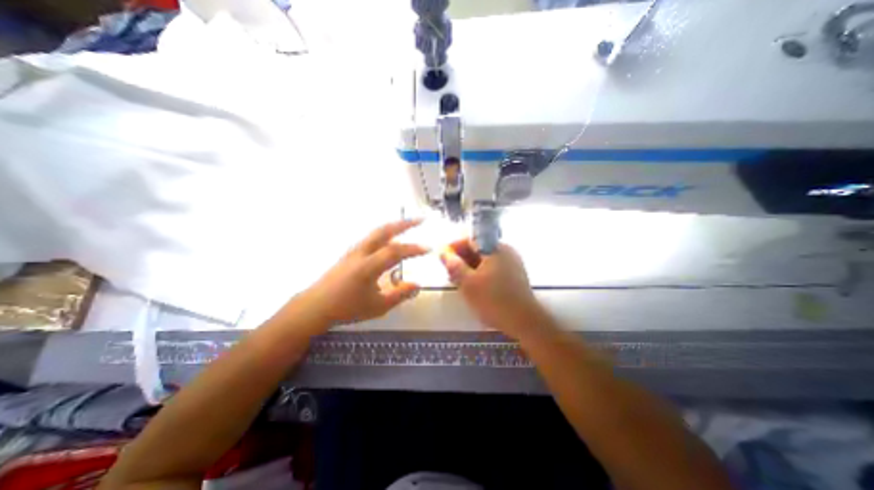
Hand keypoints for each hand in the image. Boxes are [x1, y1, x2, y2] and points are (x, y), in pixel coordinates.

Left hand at [296, 221, 428, 329]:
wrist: (316, 306)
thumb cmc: (347, 308)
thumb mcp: (378, 307)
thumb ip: (400, 294)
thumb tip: (417, 285)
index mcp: (369, 266)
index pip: (396, 252)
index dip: (414, 249)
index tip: (429, 249)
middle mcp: (362, 253)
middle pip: (385, 231)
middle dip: (404, 223)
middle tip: (420, 219)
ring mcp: (354, 250)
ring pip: (377, 231)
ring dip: (394, 225)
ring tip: (408, 224)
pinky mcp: (351, 253)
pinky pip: (371, 237)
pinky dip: (385, 232)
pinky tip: (390, 237)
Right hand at [442, 238, 543, 337]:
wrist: (524, 321)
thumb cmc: (493, 299)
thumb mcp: (468, 283)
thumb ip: (454, 266)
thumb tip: (444, 253)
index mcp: (495, 248)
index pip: (471, 239)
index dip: (454, 246)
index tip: (442, 255)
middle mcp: (505, 251)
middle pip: (478, 249)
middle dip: (461, 258)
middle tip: (448, 270)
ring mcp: (512, 263)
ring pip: (485, 260)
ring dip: (470, 267)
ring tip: (457, 279)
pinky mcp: (514, 275)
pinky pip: (493, 268)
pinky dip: (480, 273)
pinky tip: (472, 285)